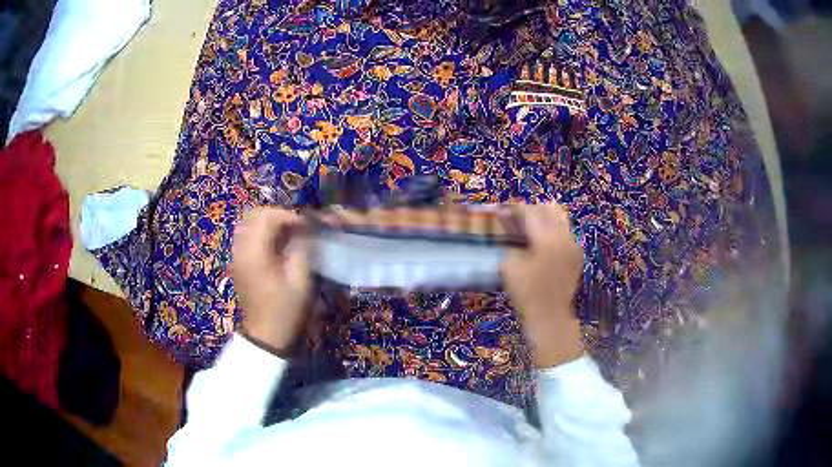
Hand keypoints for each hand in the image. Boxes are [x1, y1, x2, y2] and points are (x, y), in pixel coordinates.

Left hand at [230, 207, 312, 355]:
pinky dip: (259, 234)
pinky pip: (245, 237)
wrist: (266, 335)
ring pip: (247, 224)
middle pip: (254, 215)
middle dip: (276, 216)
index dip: (289, 216)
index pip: (267, 216)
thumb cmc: (286, 309)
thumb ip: (302, 248)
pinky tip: (273, 247)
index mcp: (255, 251)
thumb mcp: (301, 279)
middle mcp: (240, 248)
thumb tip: (305, 229)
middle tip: (295, 228)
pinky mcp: (237, 263)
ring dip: (267, 224)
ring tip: (286, 236)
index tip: (305, 227)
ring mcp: (236, 256)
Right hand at [502, 203, 584, 367]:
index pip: (530, 212)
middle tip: (519, 220)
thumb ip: (508, 239)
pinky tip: (542, 245)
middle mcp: (564, 237)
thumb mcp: (510, 266)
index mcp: (546, 238)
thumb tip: (504, 221)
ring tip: (530, 232)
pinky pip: (566, 234)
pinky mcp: (577, 255)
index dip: (515, 209)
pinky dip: (554, 233)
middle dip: (533, 210)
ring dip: (545, 220)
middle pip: (550, 209)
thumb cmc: (527, 293)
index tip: (504, 212)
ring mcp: (573, 246)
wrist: (551, 317)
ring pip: (560, 220)